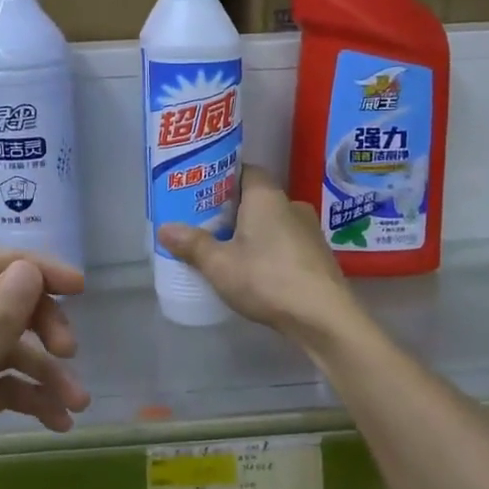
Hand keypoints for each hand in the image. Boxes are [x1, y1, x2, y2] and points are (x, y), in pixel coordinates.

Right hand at [157, 165, 357, 344]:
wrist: (324, 317)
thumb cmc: (267, 279)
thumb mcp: (219, 264)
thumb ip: (192, 244)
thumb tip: (164, 229)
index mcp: (267, 196)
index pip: (245, 170)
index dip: (222, 178)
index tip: (201, 192)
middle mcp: (292, 205)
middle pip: (256, 198)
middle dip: (232, 210)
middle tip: (205, 224)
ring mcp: (310, 231)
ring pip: (272, 222)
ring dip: (252, 232)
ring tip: (227, 251)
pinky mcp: (318, 256)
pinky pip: (286, 243)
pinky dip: (269, 250)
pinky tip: (256, 272)